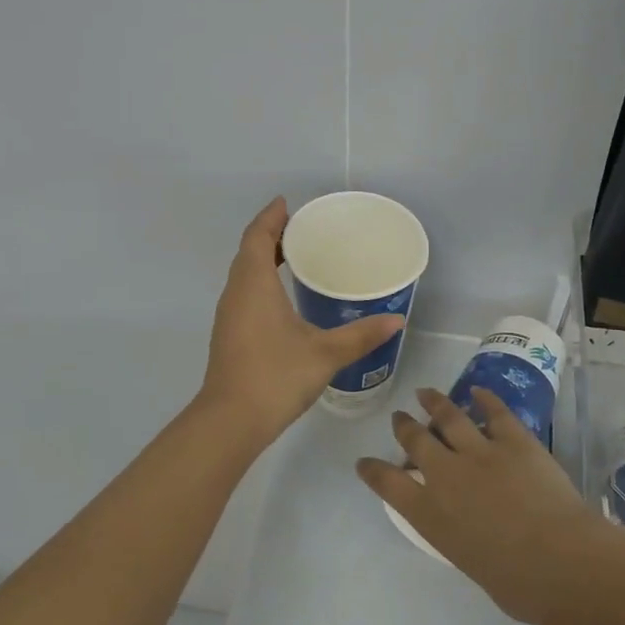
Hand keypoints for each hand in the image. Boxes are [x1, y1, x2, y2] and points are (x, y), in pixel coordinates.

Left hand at [198, 198, 404, 448]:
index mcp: (254, 284)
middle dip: (270, 235)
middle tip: (300, 228)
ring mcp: (228, 315)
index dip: (271, 217)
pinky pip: (243, 293)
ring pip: (243, 274)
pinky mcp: (229, 334)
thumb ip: (361, 335)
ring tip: (293, 256)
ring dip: (262, 258)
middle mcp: (236, 293)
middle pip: (248, 251)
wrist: (230, 421)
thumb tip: (396, 320)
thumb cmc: (276, 376)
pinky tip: (281, 297)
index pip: (257, 237)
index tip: (287, 204)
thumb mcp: (325, 354)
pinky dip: (259, 280)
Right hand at [357, 387, 624, 624]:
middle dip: (404, 427)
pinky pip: (495, 412)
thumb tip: (471, 531)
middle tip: (400, 418)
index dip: (374, 471)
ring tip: (426, 393)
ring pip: (448, 417)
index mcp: (430, 515)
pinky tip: (478, 391)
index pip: (388, 484)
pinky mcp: (513, 440)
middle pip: (415, 441)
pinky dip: (484, 399)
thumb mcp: (469, 563)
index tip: (364, 462)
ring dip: (434, 402)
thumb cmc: (517, 585)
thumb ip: (461, 538)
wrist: (558, 561)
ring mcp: (479, 452)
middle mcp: (445, 475)